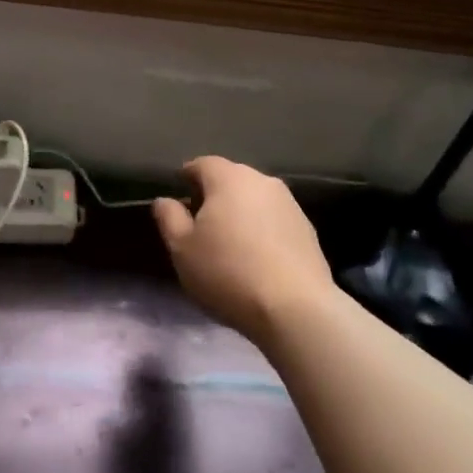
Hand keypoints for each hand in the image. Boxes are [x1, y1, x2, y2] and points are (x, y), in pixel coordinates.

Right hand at [153, 157, 335, 342]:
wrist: (295, 308)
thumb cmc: (228, 273)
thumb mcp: (182, 249)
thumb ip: (170, 218)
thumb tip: (165, 200)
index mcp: (229, 179)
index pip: (202, 164)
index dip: (187, 176)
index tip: (179, 195)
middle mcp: (262, 181)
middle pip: (231, 178)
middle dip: (214, 194)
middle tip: (200, 221)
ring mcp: (290, 204)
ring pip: (255, 199)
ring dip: (240, 212)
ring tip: (229, 241)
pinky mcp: (307, 229)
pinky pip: (275, 220)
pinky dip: (262, 229)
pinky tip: (257, 256)